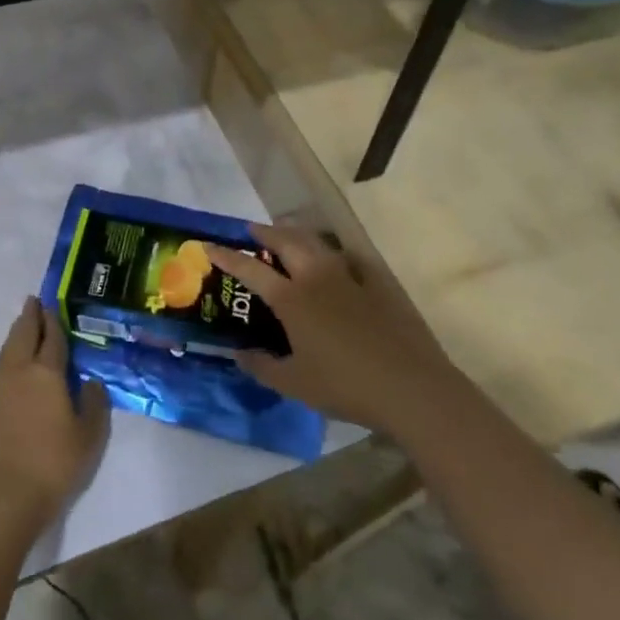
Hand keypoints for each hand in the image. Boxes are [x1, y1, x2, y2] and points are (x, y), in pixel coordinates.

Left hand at [0, 299, 108, 528]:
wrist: (1, 497)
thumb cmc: (52, 464)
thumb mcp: (89, 438)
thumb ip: (94, 405)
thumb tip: (90, 382)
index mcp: (46, 373)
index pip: (51, 338)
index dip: (53, 320)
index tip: (51, 303)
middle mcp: (18, 372)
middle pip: (22, 335)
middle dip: (29, 317)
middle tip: (33, 301)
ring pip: (7, 351)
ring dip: (15, 335)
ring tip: (22, 327)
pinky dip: (7, 359)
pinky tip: (11, 368)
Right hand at [207, 225, 449, 431]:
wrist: (410, 388)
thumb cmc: (345, 386)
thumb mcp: (294, 384)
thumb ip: (262, 367)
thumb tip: (239, 354)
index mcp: (291, 299)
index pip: (250, 269)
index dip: (227, 256)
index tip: (209, 246)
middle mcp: (316, 278)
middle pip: (286, 241)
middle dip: (265, 232)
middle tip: (252, 231)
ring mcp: (349, 278)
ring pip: (317, 243)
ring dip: (297, 235)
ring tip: (287, 236)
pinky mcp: (377, 285)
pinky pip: (350, 258)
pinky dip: (334, 253)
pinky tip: (335, 260)